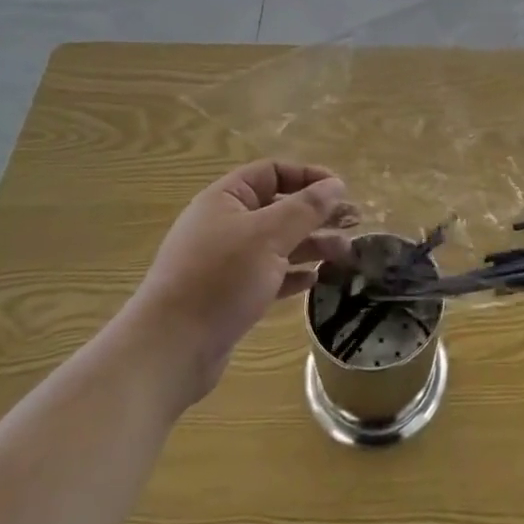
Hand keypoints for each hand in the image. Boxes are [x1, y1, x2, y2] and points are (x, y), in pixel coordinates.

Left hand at [134, 161, 354, 394]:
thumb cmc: (220, 279)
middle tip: (354, 224)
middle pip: (279, 208)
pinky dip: (293, 273)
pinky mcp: (229, 295)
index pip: (273, 172)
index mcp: (226, 199)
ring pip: (278, 243)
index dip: (308, 177)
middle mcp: (225, 224)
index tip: (340, 191)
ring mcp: (226, 261)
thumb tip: (336, 184)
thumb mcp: (269, 236)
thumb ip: (306, 208)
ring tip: (344, 255)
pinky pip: (269, 274)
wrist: (169, 350)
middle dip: (317, 214)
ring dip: (312, 245)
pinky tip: (315, 280)